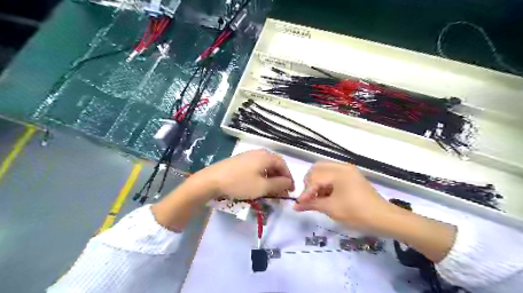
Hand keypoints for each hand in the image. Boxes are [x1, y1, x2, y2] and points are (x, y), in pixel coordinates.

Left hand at [154, 150, 293, 231]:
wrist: (211, 180)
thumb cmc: (240, 183)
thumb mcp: (262, 187)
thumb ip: (279, 184)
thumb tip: (288, 182)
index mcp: (266, 156)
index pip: (283, 165)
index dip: (289, 178)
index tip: (290, 191)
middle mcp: (258, 153)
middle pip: (274, 165)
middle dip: (279, 179)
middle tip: (281, 193)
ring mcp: (248, 156)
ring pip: (265, 167)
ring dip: (270, 179)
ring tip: (270, 191)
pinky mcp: (240, 161)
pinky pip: (256, 168)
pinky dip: (261, 177)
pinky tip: (257, 186)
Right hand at [293, 161, 391, 232]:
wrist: (384, 219)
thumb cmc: (357, 213)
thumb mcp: (331, 209)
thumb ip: (311, 204)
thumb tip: (295, 206)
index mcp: (338, 172)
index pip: (314, 177)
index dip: (306, 191)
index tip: (300, 204)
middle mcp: (342, 167)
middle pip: (317, 168)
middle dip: (310, 182)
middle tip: (309, 197)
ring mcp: (348, 170)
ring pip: (324, 170)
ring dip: (317, 182)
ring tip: (318, 197)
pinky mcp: (351, 176)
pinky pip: (332, 174)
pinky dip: (326, 183)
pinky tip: (327, 195)